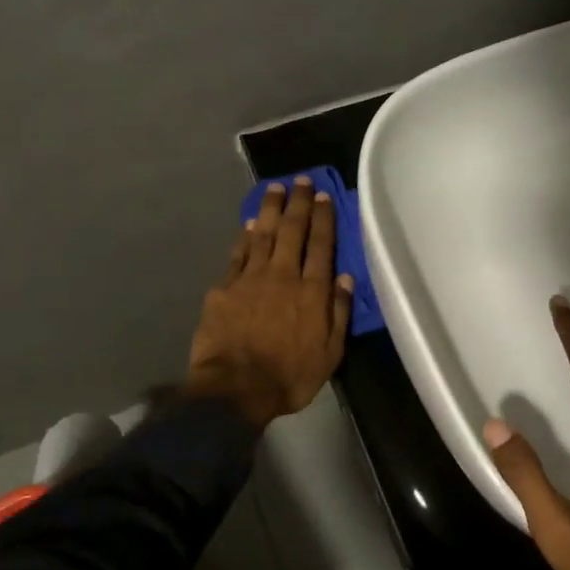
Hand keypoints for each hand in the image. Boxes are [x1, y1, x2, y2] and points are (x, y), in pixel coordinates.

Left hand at [186, 177, 353, 429]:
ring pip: (263, 235)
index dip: (323, 218)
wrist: (234, 389)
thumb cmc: (289, 376)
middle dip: (298, 203)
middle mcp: (283, 275)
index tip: (324, 196)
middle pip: (292, 231)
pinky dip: (245, 236)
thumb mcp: (329, 353)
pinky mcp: (224, 289)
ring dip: (271, 209)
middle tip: (301, 180)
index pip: (321, 245)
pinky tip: (250, 223)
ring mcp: (250, 279)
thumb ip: (338, 312)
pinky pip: (238, 254)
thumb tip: (345, 278)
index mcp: (311, 291)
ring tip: (275, 188)